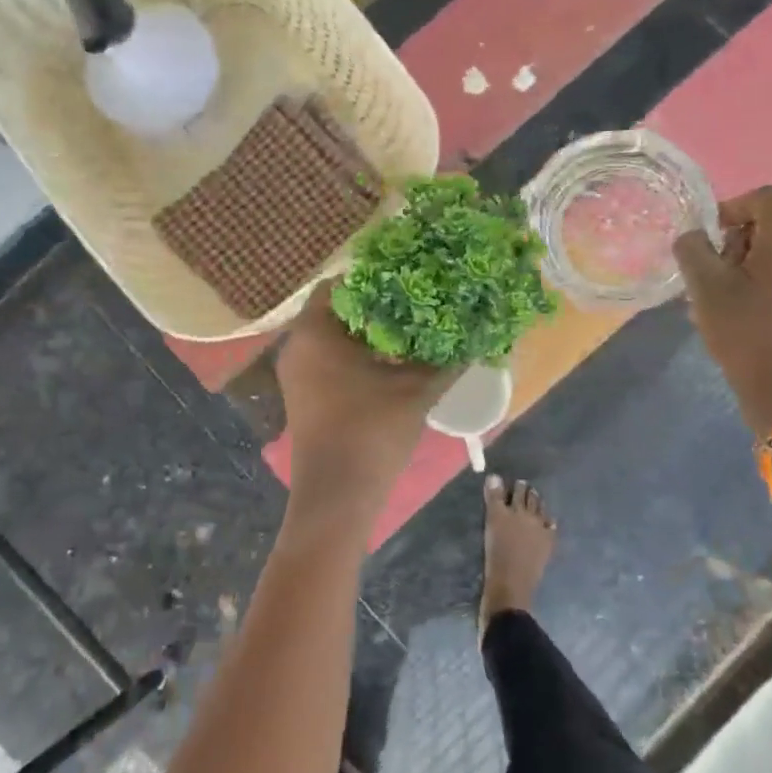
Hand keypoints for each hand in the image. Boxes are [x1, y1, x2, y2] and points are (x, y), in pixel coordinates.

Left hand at [277, 285, 455, 491]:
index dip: (374, 277)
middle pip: (337, 310)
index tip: (407, 279)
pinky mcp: (303, 395)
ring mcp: (296, 373)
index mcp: (315, 331)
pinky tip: (391, 363)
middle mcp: (297, 345)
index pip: (340, 284)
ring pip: (334, 337)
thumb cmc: (372, 431)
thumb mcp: (416, 390)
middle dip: (376, 306)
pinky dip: (356, 355)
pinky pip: (328, 360)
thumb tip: (475, 336)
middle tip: (415, 302)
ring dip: (368, 333)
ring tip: (410, 330)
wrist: (337, 495)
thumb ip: (445, 359)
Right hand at [673, 186, 771, 433]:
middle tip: (711, 274)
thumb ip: (692, 249)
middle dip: (737, 241)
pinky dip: (770, 281)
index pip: (763, 197)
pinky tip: (748, 313)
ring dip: (751, 264)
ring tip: (724, 298)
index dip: (729, 209)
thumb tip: (692, 236)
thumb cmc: (745, 330)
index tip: (706, 240)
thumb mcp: (705, 286)